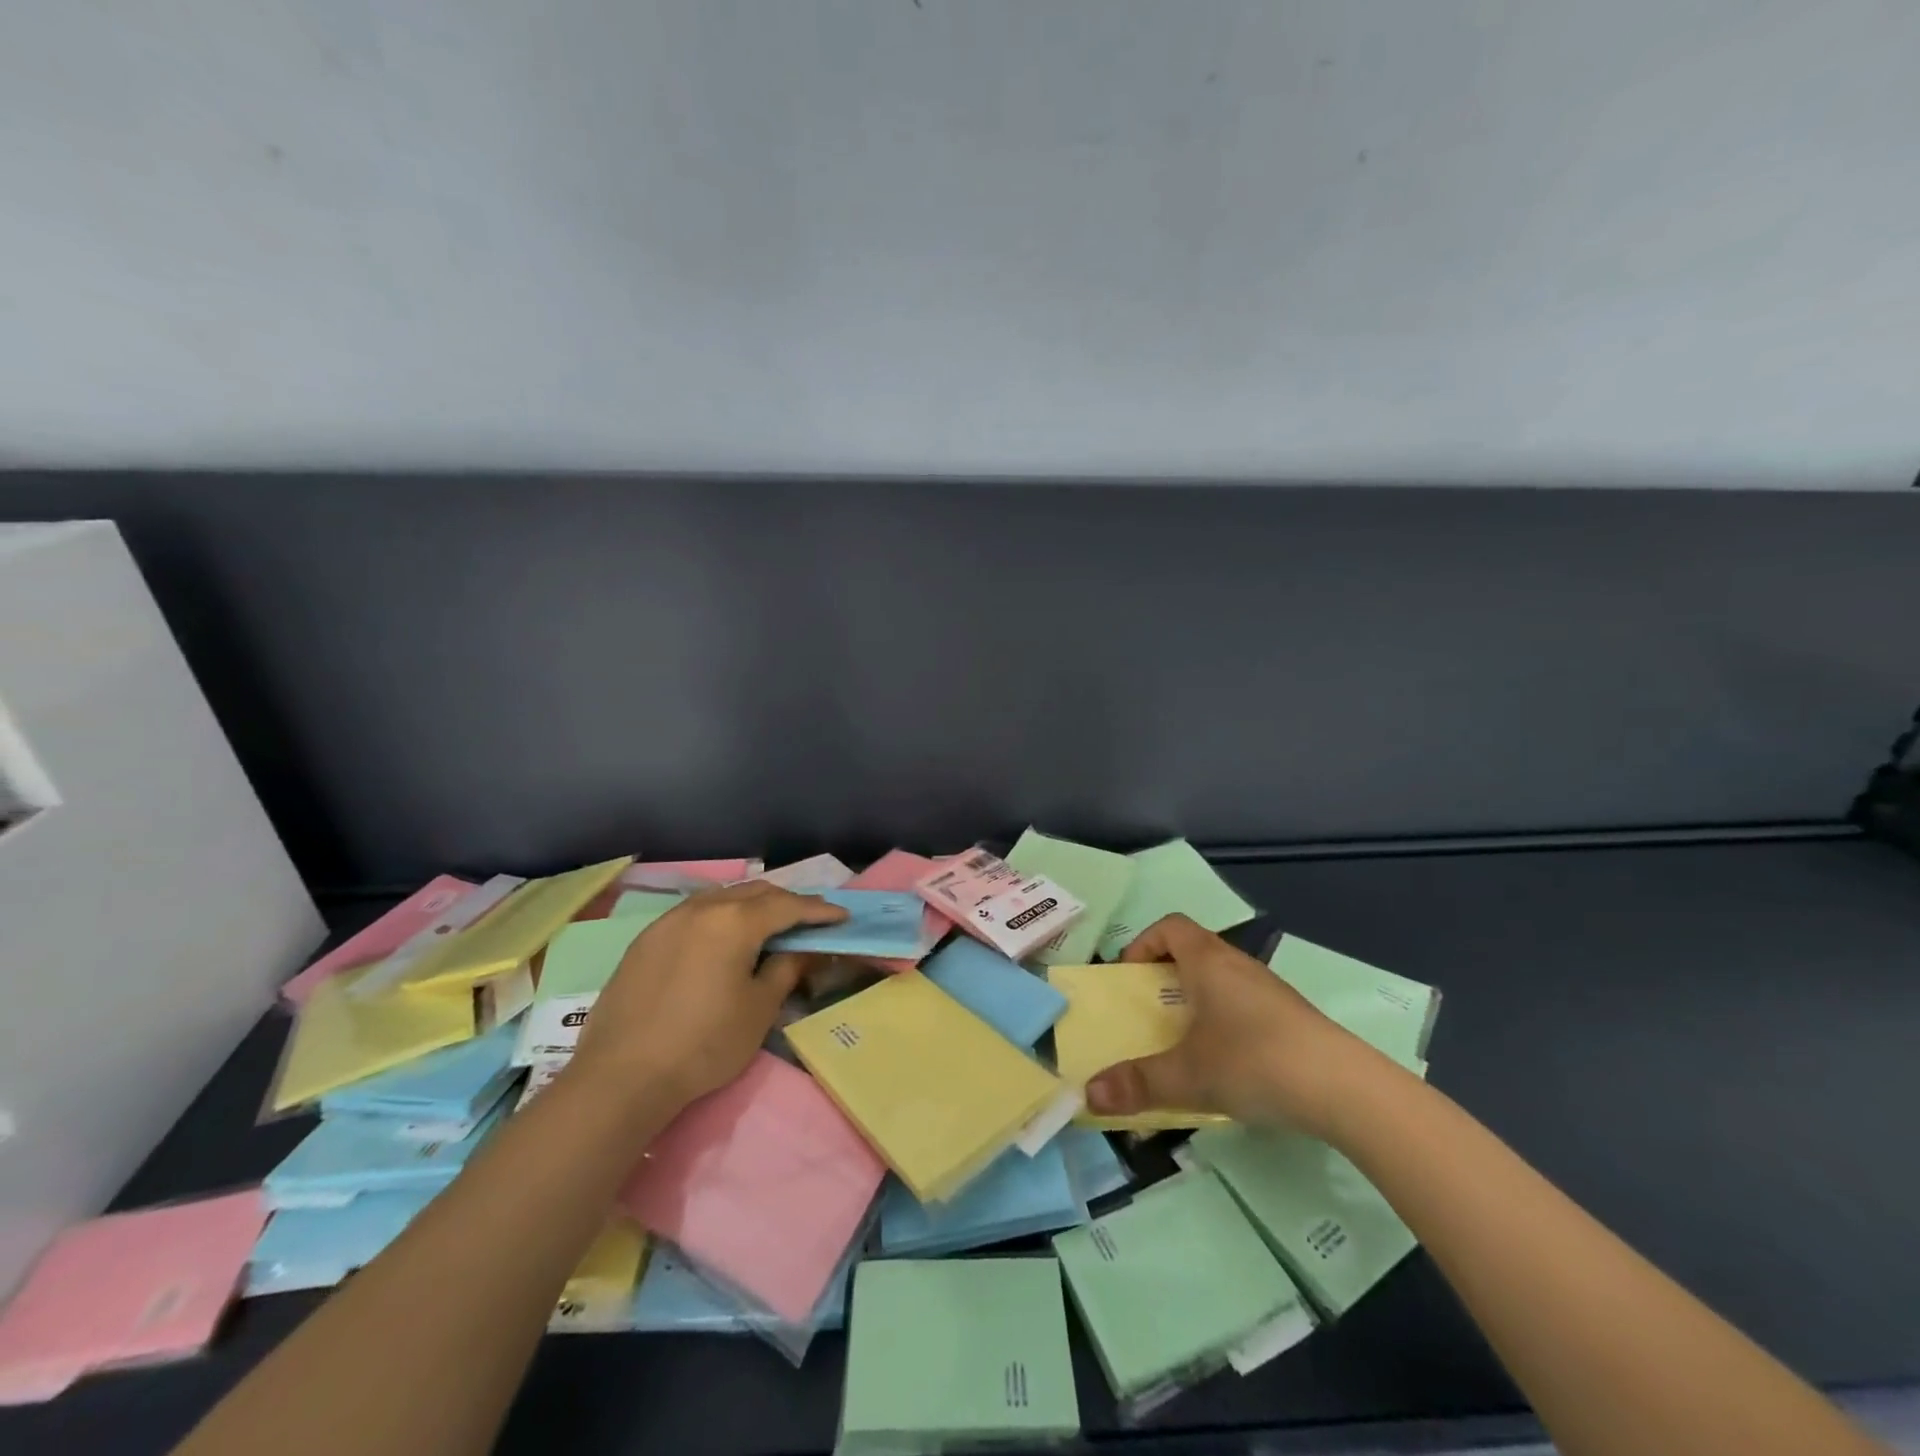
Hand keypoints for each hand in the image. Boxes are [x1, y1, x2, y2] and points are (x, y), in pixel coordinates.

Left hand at [568, 882, 846, 1109]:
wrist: (622, 1077)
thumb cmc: (704, 1044)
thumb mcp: (759, 1008)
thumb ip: (787, 968)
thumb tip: (805, 949)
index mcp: (735, 921)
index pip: (788, 906)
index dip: (819, 911)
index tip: (841, 918)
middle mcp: (702, 908)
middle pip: (755, 892)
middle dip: (787, 902)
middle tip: (809, 921)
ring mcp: (669, 920)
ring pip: (722, 898)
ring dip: (751, 906)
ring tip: (768, 926)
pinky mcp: (646, 939)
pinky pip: (694, 913)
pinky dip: (720, 917)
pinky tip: (723, 939)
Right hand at [1083, 914, 1376, 1137]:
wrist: (1347, 1089)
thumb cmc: (1255, 1062)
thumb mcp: (1187, 1076)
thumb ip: (1137, 1084)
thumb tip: (1087, 1095)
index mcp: (1208, 962)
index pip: (1170, 926)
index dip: (1143, 943)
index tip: (1130, 977)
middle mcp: (1238, 965)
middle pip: (1194, 951)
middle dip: (1165, 977)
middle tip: (1150, 1013)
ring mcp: (1270, 990)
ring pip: (1222, 980)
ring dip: (1197, 1001)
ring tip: (1186, 1042)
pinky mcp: (1292, 1018)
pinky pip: (1245, 1005)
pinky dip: (1226, 1021)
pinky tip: (1230, 1064)